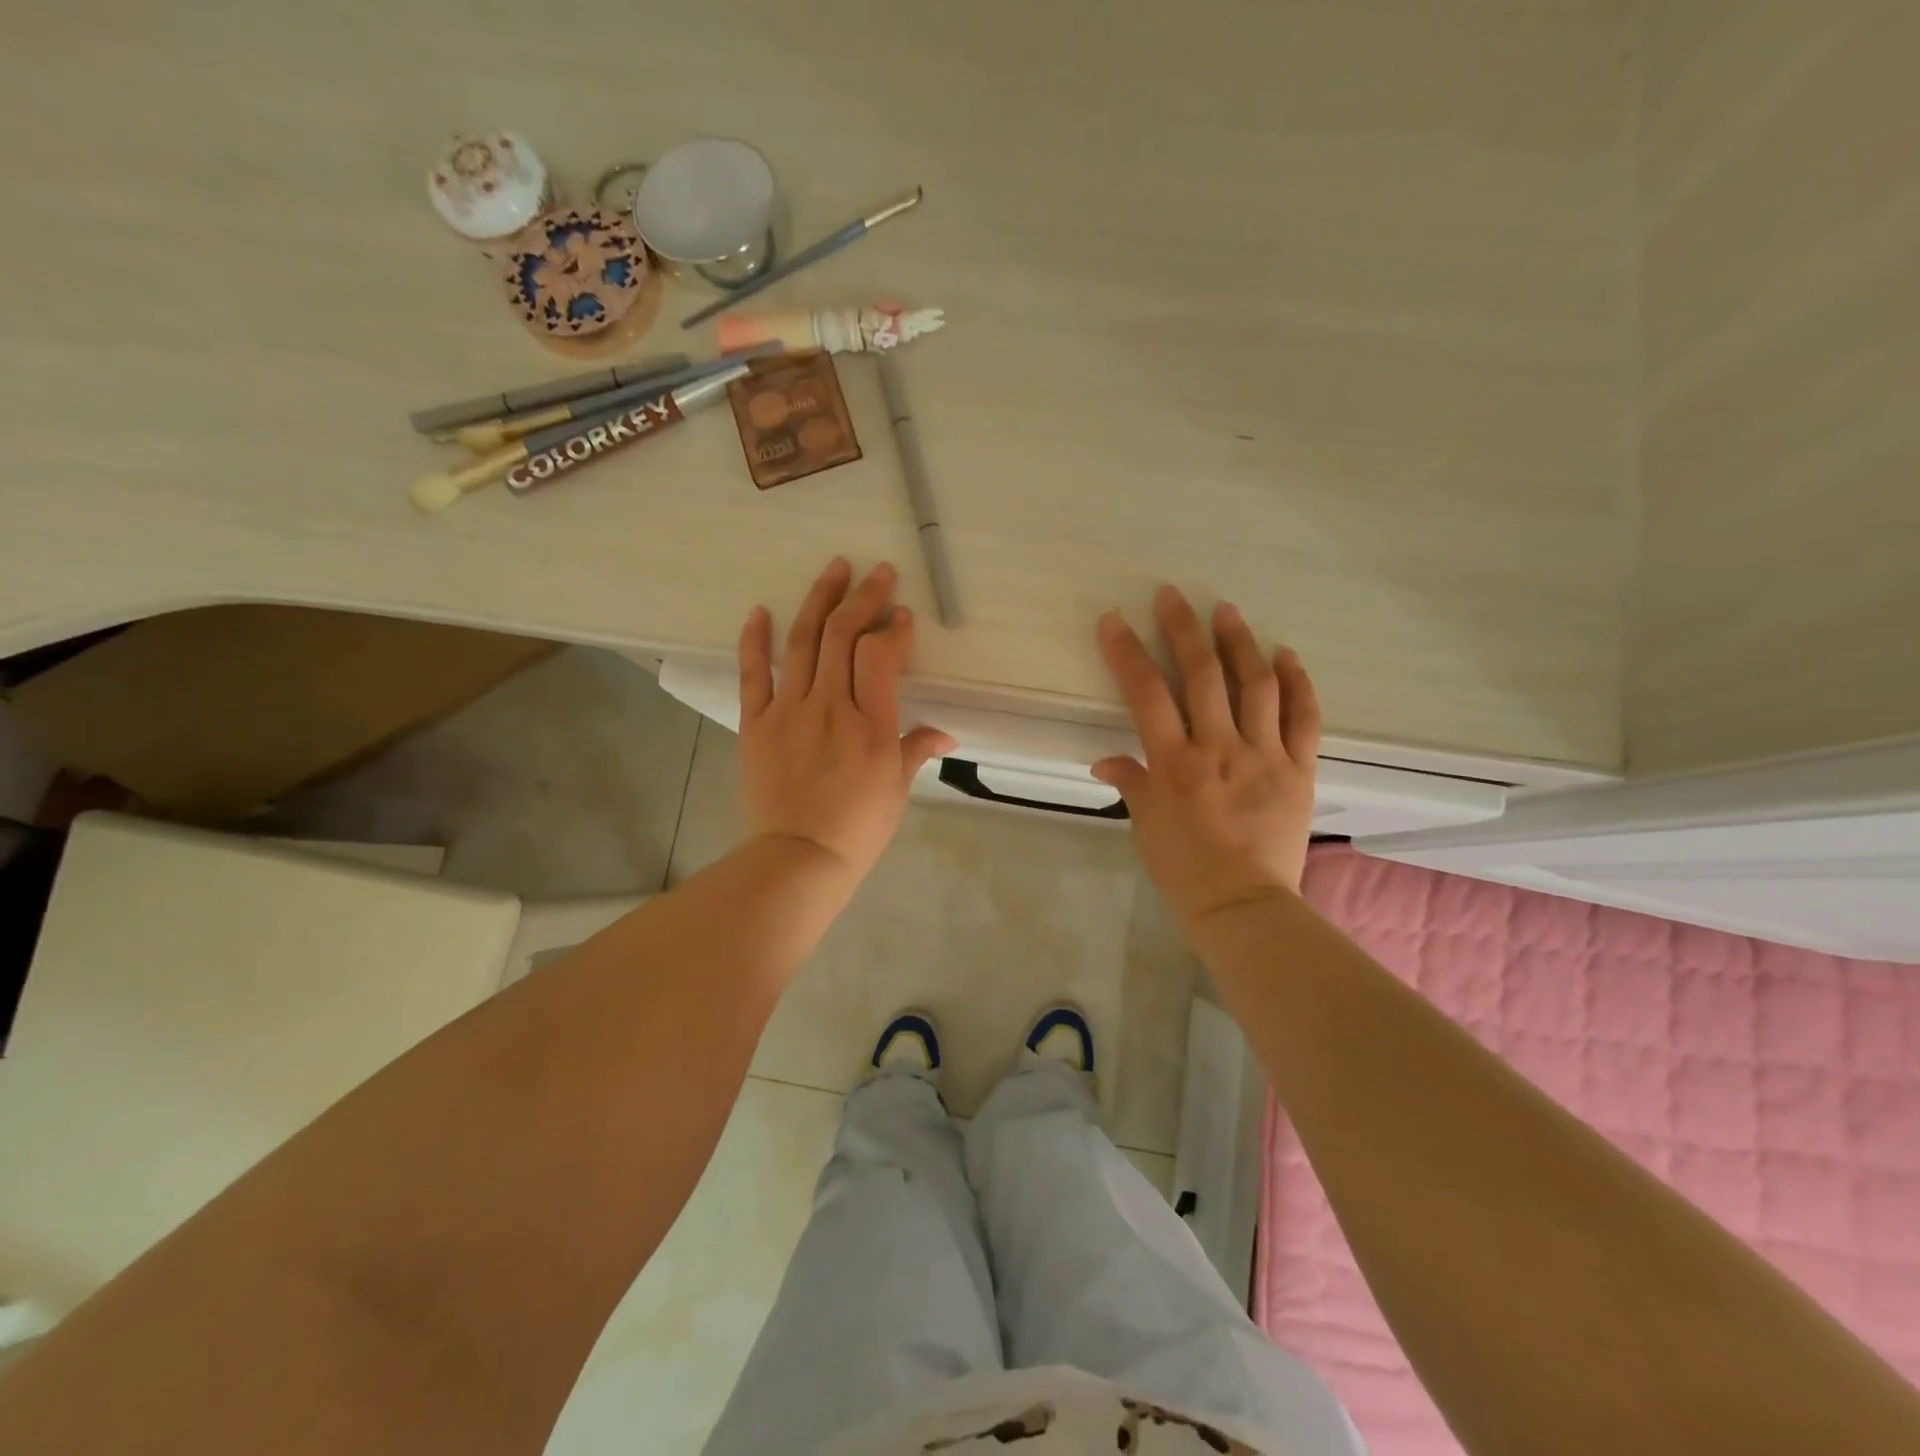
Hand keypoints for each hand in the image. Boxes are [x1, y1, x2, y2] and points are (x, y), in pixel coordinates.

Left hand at [738, 558, 955, 881]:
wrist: (799, 857)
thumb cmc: (858, 827)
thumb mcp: (897, 788)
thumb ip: (917, 749)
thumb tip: (947, 733)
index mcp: (871, 725)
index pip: (880, 656)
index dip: (893, 629)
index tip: (902, 615)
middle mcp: (830, 707)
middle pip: (844, 636)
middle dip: (864, 597)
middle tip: (877, 572)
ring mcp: (789, 710)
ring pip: (804, 642)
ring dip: (820, 599)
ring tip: (834, 568)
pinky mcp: (757, 722)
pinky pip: (753, 673)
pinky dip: (755, 639)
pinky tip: (761, 610)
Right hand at [1092, 586, 1321, 927]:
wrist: (1244, 907)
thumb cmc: (1184, 869)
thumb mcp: (1145, 825)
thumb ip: (1130, 782)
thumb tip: (1106, 759)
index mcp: (1175, 763)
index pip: (1147, 695)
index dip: (1128, 653)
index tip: (1114, 621)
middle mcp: (1219, 748)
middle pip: (1203, 675)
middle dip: (1185, 629)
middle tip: (1174, 596)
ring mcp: (1264, 755)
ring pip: (1256, 685)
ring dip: (1240, 643)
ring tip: (1227, 612)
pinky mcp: (1299, 769)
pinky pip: (1303, 717)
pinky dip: (1297, 683)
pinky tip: (1286, 655)